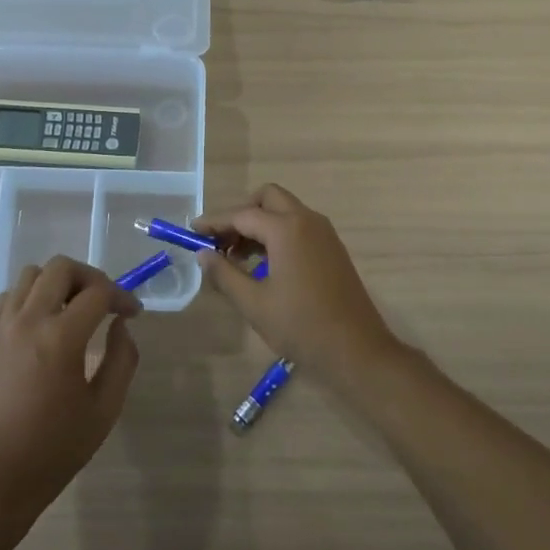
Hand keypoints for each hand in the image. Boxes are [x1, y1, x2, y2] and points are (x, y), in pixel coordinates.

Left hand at [0, 257, 141, 522]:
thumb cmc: (56, 447)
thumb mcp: (105, 409)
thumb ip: (122, 359)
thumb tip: (120, 324)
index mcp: (62, 337)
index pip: (98, 292)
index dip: (122, 296)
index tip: (132, 313)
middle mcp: (29, 320)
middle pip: (61, 267)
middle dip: (90, 277)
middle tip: (103, 302)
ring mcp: (2, 326)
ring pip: (31, 274)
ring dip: (57, 283)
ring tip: (71, 309)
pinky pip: (8, 296)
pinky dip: (29, 297)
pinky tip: (41, 322)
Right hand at [194, 184, 400, 386]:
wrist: (357, 350)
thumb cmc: (301, 326)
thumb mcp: (254, 303)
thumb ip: (225, 274)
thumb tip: (203, 255)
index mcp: (287, 229)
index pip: (242, 215)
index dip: (215, 222)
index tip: (192, 232)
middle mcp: (307, 220)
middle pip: (267, 199)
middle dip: (241, 214)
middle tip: (220, 241)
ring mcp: (324, 233)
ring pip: (284, 211)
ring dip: (259, 224)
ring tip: (236, 257)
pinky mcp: (332, 248)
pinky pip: (298, 227)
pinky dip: (277, 234)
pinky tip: (263, 265)